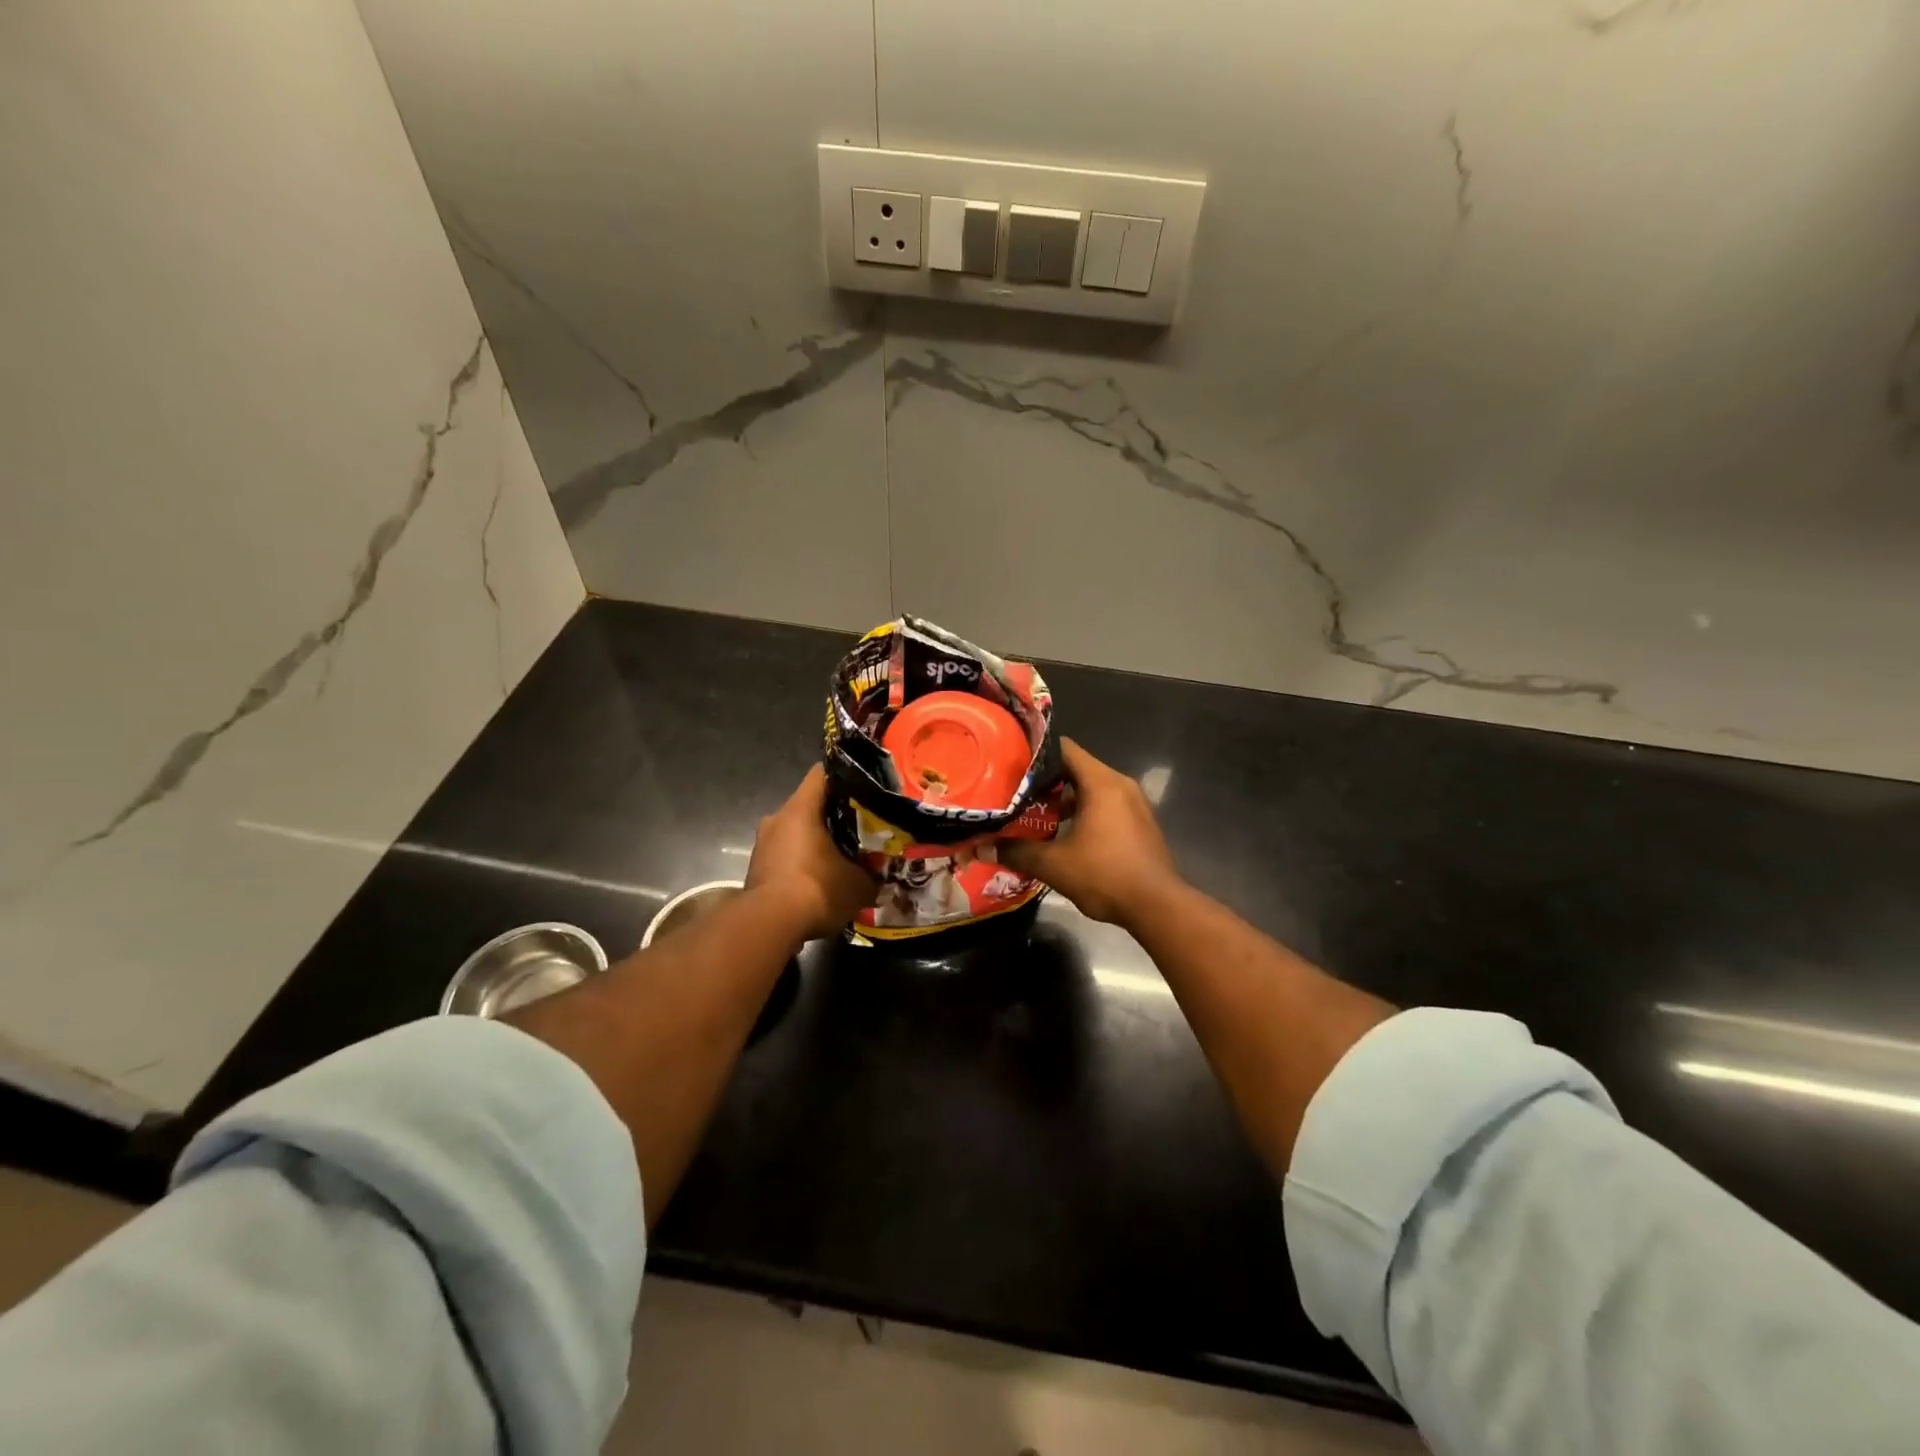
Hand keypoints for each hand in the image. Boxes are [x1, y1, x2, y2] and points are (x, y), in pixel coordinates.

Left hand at [746, 765, 875, 941]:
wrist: (769, 926)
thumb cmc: (816, 889)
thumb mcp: (858, 884)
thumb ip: (872, 874)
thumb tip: (881, 876)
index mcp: (800, 808)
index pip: (821, 774)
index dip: (844, 776)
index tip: (864, 787)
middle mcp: (777, 818)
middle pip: (809, 805)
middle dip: (833, 815)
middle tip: (861, 827)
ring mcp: (763, 844)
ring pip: (795, 832)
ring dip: (815, 842)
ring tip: (842, 856)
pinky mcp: (756, 869)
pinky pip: (785, 856)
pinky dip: (801, 863)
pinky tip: (820, 880)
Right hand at [999, 739, 1181, 926]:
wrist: (1157, 907)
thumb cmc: (1105, 875)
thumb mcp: (1054, 864)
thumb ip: (1016, 851)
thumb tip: (981, 847)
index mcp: (1102, 783)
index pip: (1065, 749)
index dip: (1037, 754)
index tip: (1012, 762)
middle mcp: (1121, 785)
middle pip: (1077, 769)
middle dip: (1046, 781)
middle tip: (1015, 791)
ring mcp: (1134, 804)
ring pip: (1092, 790)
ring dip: (1065, 800)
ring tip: (1035, 814)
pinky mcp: (1140, 824)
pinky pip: (1106, 806)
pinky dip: (1085, 813)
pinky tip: (1064, 835)